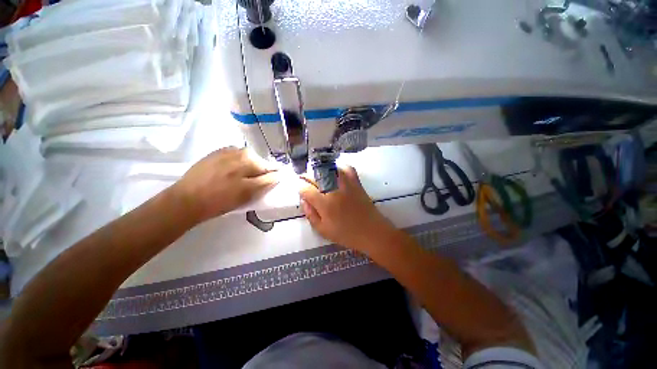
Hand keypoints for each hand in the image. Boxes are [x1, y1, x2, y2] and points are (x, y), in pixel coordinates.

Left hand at [172, 147, 278, 222]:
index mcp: (250, 159)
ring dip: (248, 169)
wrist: (186, 200)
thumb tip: (278, 175)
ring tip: (239, 181)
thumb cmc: (220, 200)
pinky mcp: (216, 153)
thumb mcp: (248, 193)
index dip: (272, 177)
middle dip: (259, 173)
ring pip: (247, 160)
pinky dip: (237, 165)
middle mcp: (240, 150)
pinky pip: (234, 158)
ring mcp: (226, 150)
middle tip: (251, 186)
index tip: (269, 184)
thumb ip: (266, 181)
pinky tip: (229, 175)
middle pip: (259, 162)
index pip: (270, 167)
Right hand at [299, 166, 396, 252]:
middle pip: (315, 176)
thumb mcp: (323, 230)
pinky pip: (346, 168)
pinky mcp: (356, 182)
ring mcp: (346, 183)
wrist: (371, 231)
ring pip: (328, 168)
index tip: (301, 191)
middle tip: (305, 182)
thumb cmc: (346, 234)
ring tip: (316, 176)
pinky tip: (334, 172)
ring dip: (319, 171)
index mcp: (324, 203)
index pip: (306, 189)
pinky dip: (338, 167)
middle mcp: (334, 189)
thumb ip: (310, 214)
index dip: (300, 189)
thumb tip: (304, 200)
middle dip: (306, 177)